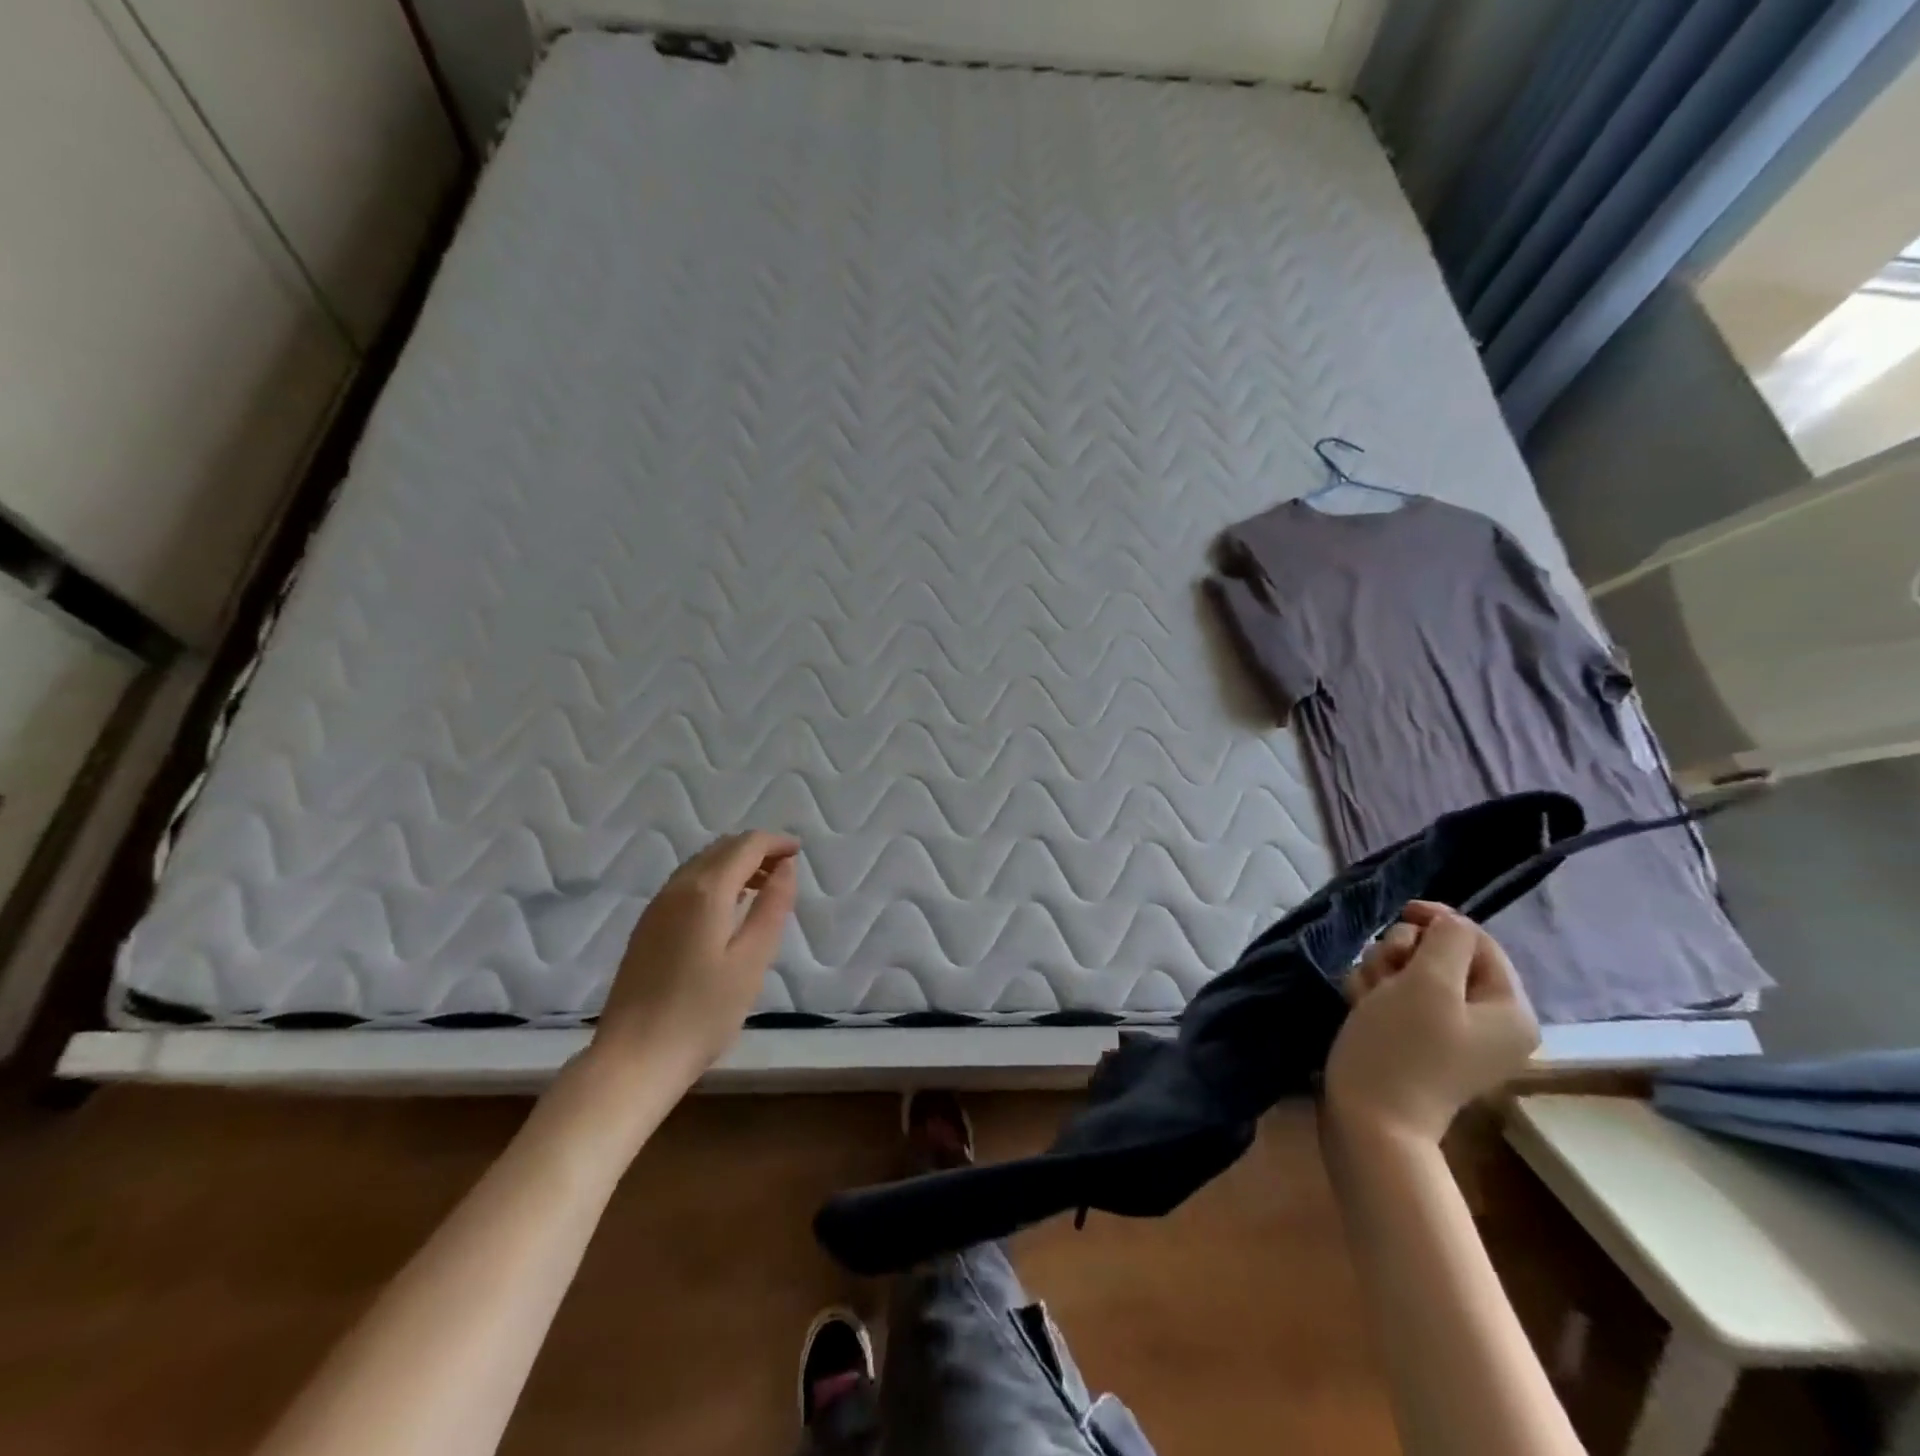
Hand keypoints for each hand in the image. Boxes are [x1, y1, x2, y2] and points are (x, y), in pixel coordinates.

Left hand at [589, 832, 799, 1089]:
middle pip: (721, 849)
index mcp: (706, 891)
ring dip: (734, 864)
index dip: (775, 842)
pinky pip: (686, 884)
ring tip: (762, 888)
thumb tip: (786, 868)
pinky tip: (727, 909)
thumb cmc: (703, 1013)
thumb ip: (772, 908)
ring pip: (701, 864)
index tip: (799, 852)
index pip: (746, 845)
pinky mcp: (646, 927)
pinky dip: (714, 881)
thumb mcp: (752, 961)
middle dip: (755, 850)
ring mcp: (656, 907)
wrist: (633, 1060)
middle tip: (785, 870)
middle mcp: (677, 888)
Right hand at [1323, 902, 1538, 1144]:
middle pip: (1440, 955)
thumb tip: (1448, 922)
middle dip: (1402, 953)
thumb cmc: (1402, 1047)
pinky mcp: (1415, 1039)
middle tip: (1384, 973)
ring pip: (1410, 972)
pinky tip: (1360, 1006)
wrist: (1369, 1118)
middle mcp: (1486, 1020)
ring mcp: (1449, 1032)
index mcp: (1508, 1009)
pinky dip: (1374, 993)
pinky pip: (1395, 996)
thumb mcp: (1429, 984)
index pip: (1477, 941)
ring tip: (1366, 996)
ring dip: (1381, 972)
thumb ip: (1447, 940)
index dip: (1439, 921)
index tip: (1401, 914)